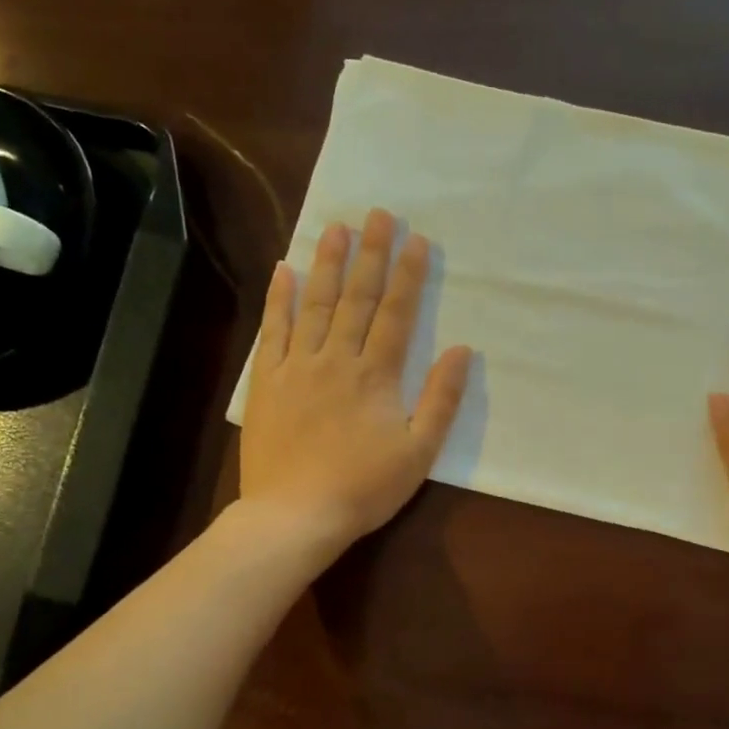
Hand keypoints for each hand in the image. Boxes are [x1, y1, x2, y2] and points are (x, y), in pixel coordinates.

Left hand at [238, 208, 471, 557]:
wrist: (296, 514)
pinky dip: (279, 300)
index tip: (416, 240)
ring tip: (334, 227)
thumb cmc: (365, 487)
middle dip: (369, 255)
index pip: (395, 314)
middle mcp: (336, 359)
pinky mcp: (267, 382)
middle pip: (356, 298)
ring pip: (314, 305)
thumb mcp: (419, 451)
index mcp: (376, 376)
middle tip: (377, 214)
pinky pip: (273, 331)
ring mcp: (297, 367)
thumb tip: (462, 351)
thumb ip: (441, 399)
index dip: (407, 276)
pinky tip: (283, 270)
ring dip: (326, 264)